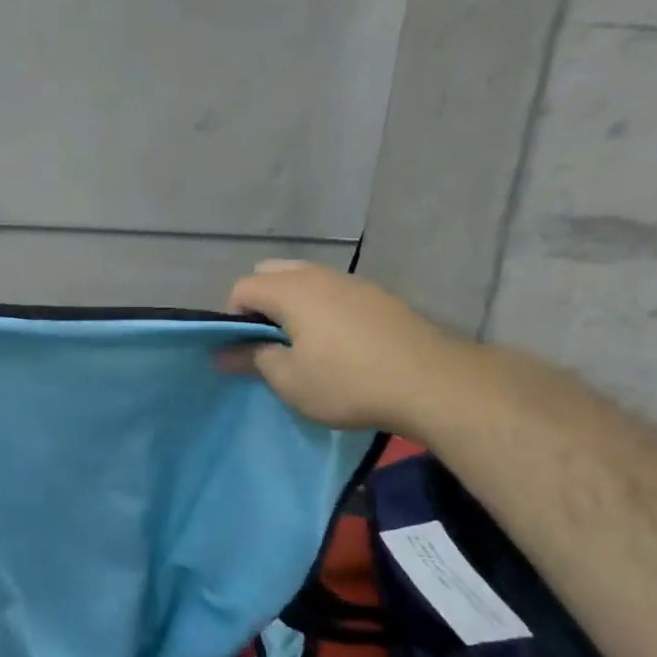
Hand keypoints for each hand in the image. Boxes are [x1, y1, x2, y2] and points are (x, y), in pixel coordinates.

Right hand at [224, 260, 474, 434]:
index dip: (231, 318)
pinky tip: (336, 343)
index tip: (242, 350)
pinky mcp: (377, 296)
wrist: (433, 382)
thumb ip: (252, 359)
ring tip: (301, 344)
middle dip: (259, 303)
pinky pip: (333, 292)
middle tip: (267, 343)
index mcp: (290, 290)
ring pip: (304, 280)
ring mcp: (352, 281)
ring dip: (291, 305)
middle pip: (271, 274)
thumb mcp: (291, 380)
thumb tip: (222, 352)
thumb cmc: (349, 382)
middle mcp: (318, 275)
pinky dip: (320, 309)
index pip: (242, 288)